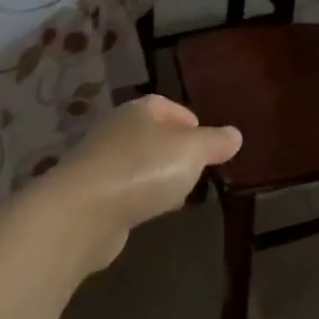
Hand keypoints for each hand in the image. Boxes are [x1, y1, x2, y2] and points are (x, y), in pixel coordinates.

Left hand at [39, 95, 240, 271]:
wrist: (83, 213)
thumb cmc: (143, 170)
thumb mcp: (192, 152)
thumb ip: (215, 142)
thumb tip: (235, 134)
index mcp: (140, 110)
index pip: (167, 106)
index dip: (189, 121)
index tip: (207, 143)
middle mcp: (117, 129)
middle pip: (152, 134)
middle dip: (175, 151)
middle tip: (197, 170)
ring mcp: (100, 162)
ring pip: (138, 163)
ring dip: (157, 176)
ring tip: (179, 194)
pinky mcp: (91, 194)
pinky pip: (124, 189)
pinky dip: (140, 197)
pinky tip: (151, 212)